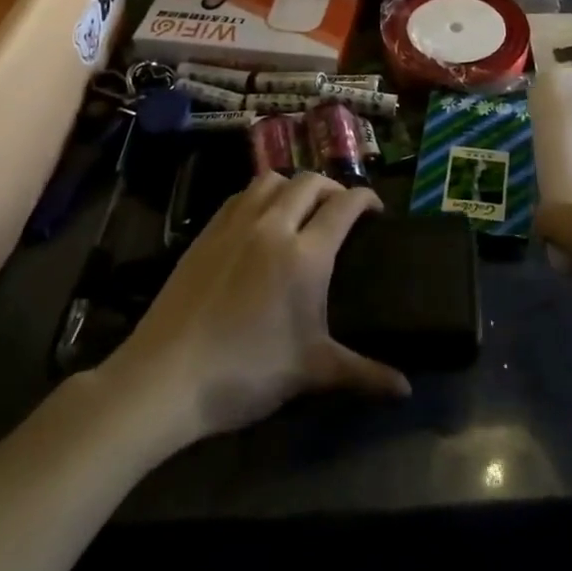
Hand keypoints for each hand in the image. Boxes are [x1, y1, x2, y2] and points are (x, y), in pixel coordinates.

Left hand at [106, 173, 409, 441]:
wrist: (165, 378)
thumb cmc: (246, 373)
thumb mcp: (311, 372)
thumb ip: (364, 374)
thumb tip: (406, 390)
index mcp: (306, 254)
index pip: (345, 205)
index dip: (366, 199)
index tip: (376, 210)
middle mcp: (273, 226)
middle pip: (310, 182)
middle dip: (332, 188)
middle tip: (341, 210)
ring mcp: (234, 225)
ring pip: (271, 180)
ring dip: (293, 186)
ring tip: (300, 209)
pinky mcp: (205, 234)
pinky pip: (240, 196)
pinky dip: (259, 196)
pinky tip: (259, 221)